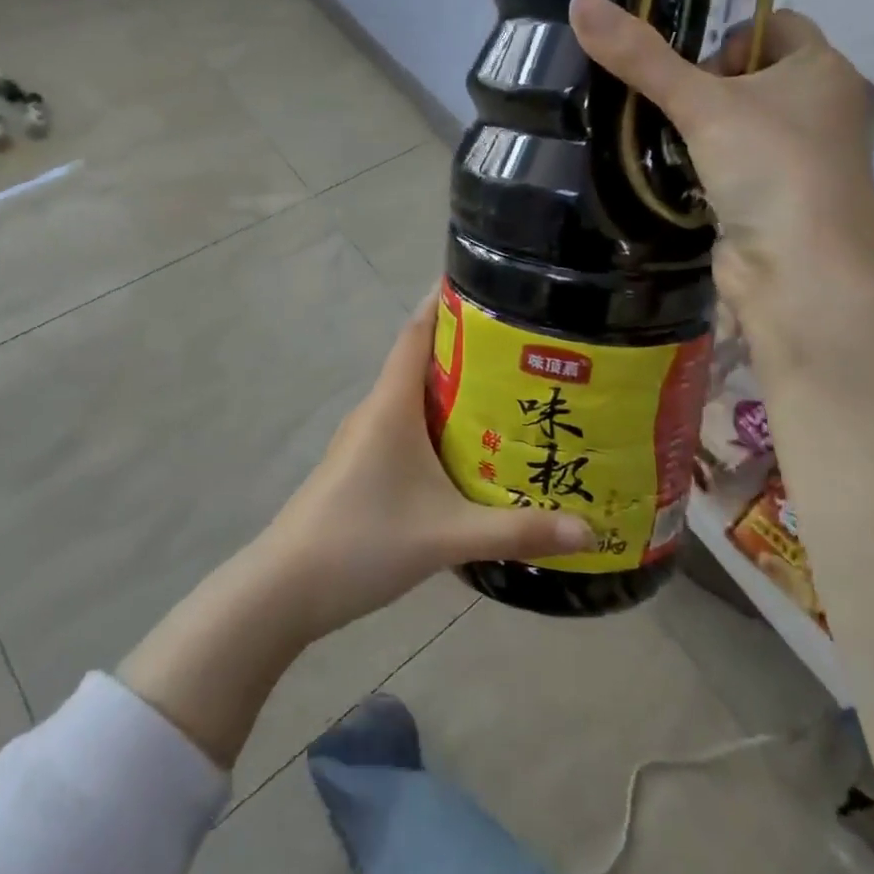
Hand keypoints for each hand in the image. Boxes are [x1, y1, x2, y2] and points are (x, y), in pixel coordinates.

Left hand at [253, 293, 591, 641]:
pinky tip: (467, 452)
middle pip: (421, 362)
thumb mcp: (447, 535)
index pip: (418, 332)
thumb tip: (589, 532)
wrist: (285, 588)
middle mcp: (375, 411)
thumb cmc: (363, 541)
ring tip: (507, 395)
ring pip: (413, 399)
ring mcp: (362, 440)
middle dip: (467, 350)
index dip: (446, 303)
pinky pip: (405, 429)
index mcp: (391, 404)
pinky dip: (436, 425)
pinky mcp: (359, 467)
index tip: (487, 285)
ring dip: (453, 391)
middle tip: (523, 349)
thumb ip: (517, 531)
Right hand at [568, 0, 873, 320]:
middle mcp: (817, 110)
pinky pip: (726, 168)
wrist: (802, 276)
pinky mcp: (768, 203)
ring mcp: (795, 162)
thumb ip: (642, 57)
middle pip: (748, 76)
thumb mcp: (703, 103)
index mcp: (821, 70)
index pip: (776, 24)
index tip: (680, 55)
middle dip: (700, 83)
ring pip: (734, 126)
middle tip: (656, 96)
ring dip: (693, 129)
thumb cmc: (771, 167)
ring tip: (644, 130)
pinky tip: (659, 172)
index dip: (728, 31)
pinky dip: (695, 168)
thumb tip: (579, 0)